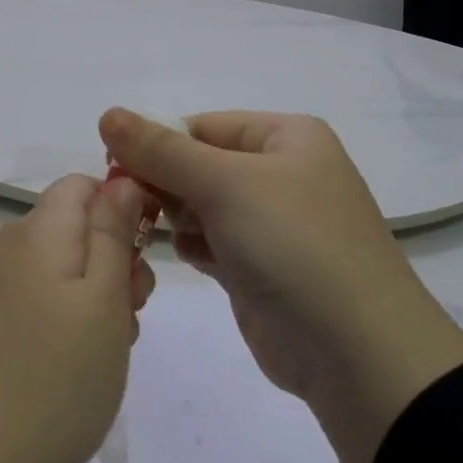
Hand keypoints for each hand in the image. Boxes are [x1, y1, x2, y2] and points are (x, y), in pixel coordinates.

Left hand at [0, 174, 154, 462]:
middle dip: (114, 260)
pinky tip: (75, 367)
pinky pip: (38, 300)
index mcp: (36, 231)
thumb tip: (122, 180)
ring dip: (95, 297)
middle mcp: (7, 247)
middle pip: (74, 227)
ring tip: (107, 351)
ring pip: (61, 268)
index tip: (146, 255)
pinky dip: (66, 320)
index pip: (84, 185)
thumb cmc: (52, 379)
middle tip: (131, 316)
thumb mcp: (103, 301)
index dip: (123, 206)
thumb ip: (113, 233)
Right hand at [97, 109, 462, 462]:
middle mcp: (281, 173)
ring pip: (201, 205)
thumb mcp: (224, 183)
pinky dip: (193, 246)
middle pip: (198, 164)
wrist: (355, 349)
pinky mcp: (260, 268)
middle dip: (164, 183)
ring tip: (159, 233)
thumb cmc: (292, 243)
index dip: (155, 143)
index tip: (113, 167)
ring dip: (175, 217)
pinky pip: (211, 242)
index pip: (202, 126)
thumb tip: (107, 113)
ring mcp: (272, 224)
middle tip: (133, 205)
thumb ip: (160, 150)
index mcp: (286, 137)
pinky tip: (188, 258)